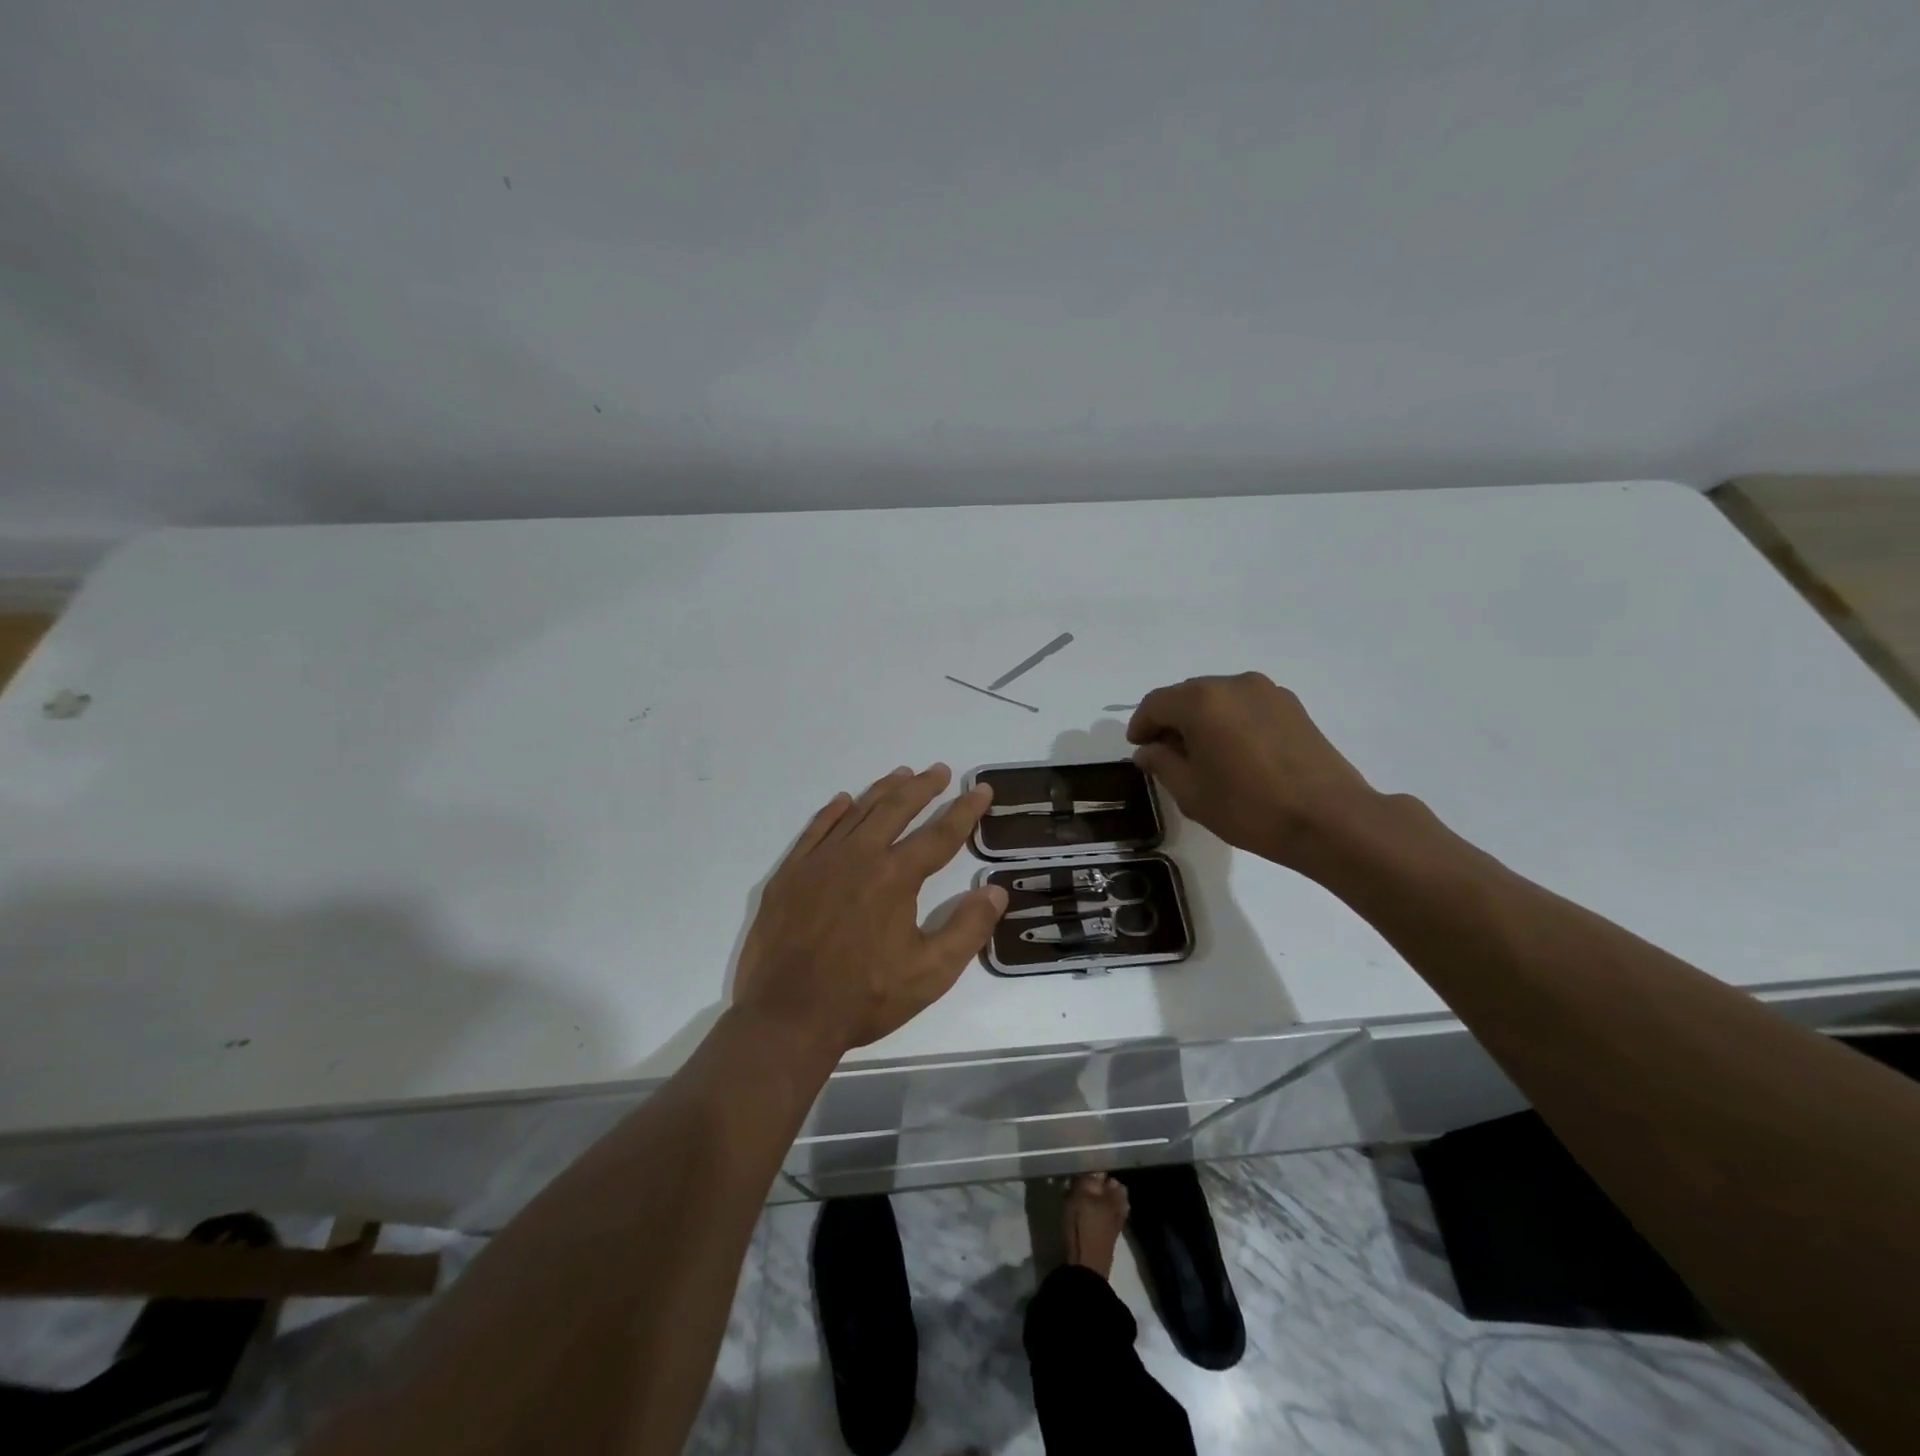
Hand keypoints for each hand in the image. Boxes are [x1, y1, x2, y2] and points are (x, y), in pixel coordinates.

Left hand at [731, 764, 1007, 1064]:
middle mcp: (858, 856)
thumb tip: (995, 890)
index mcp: (895, 876)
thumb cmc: (865, 997)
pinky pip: (815, 830)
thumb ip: (968, 929)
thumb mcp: (931, 973)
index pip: (940, 834)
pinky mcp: (790, 874)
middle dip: (922, 787)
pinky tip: (843, 801)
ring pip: (857, 812)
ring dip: (882, 791)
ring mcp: (819, 861)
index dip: (964, 810)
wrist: (787, 1016)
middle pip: (896, 809)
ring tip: (901, 774)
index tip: (981, 789)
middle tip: (939, 770)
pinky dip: (833, 812)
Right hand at [1126, 672, 1382, 871]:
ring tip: (1203, 755)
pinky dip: (1230, 721)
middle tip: (1166, 754)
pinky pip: (1245, 705)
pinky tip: (1235, 753)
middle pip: (1187, 695)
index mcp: (1201, 701)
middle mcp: (1233, 684)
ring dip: (1202, 719)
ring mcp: (1267, 691)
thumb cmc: (1250, 808)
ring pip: (1218, 698)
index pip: (1156, 703)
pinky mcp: (1292, 706)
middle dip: (1171, 720)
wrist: (1330, 819)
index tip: (1139, 748)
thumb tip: (1149, 750)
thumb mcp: (1191, 793)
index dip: (1141, 725)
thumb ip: (1161, 764)